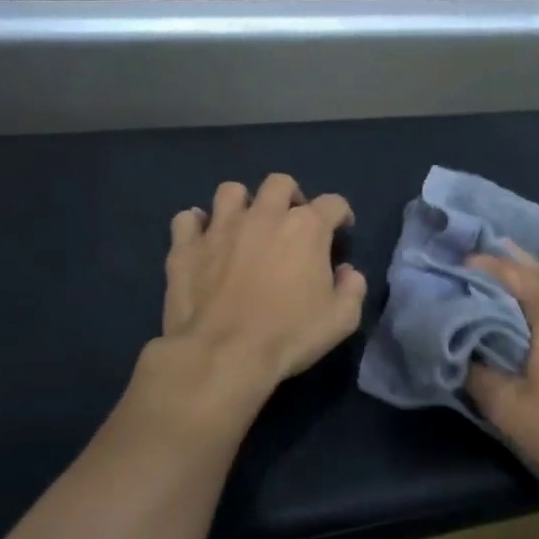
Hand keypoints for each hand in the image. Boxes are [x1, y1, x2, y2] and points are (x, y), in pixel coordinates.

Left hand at [142, 174, 365, 429]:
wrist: (222, 355)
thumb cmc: (289, 335)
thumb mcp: (341, 319)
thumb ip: (352, 288)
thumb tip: (346, 272)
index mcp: (306, 228)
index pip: (333, 203)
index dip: (341, 215)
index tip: (340, 231)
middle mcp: (264, 215)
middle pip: (280, 184)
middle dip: (290, 197)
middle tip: (290, 224)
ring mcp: (220, 227)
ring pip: (231, 191)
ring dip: (242, 204)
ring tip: (245, 226)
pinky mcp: (186, 247)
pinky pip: (187, 220)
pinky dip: (196, 226)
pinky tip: (203, 242)